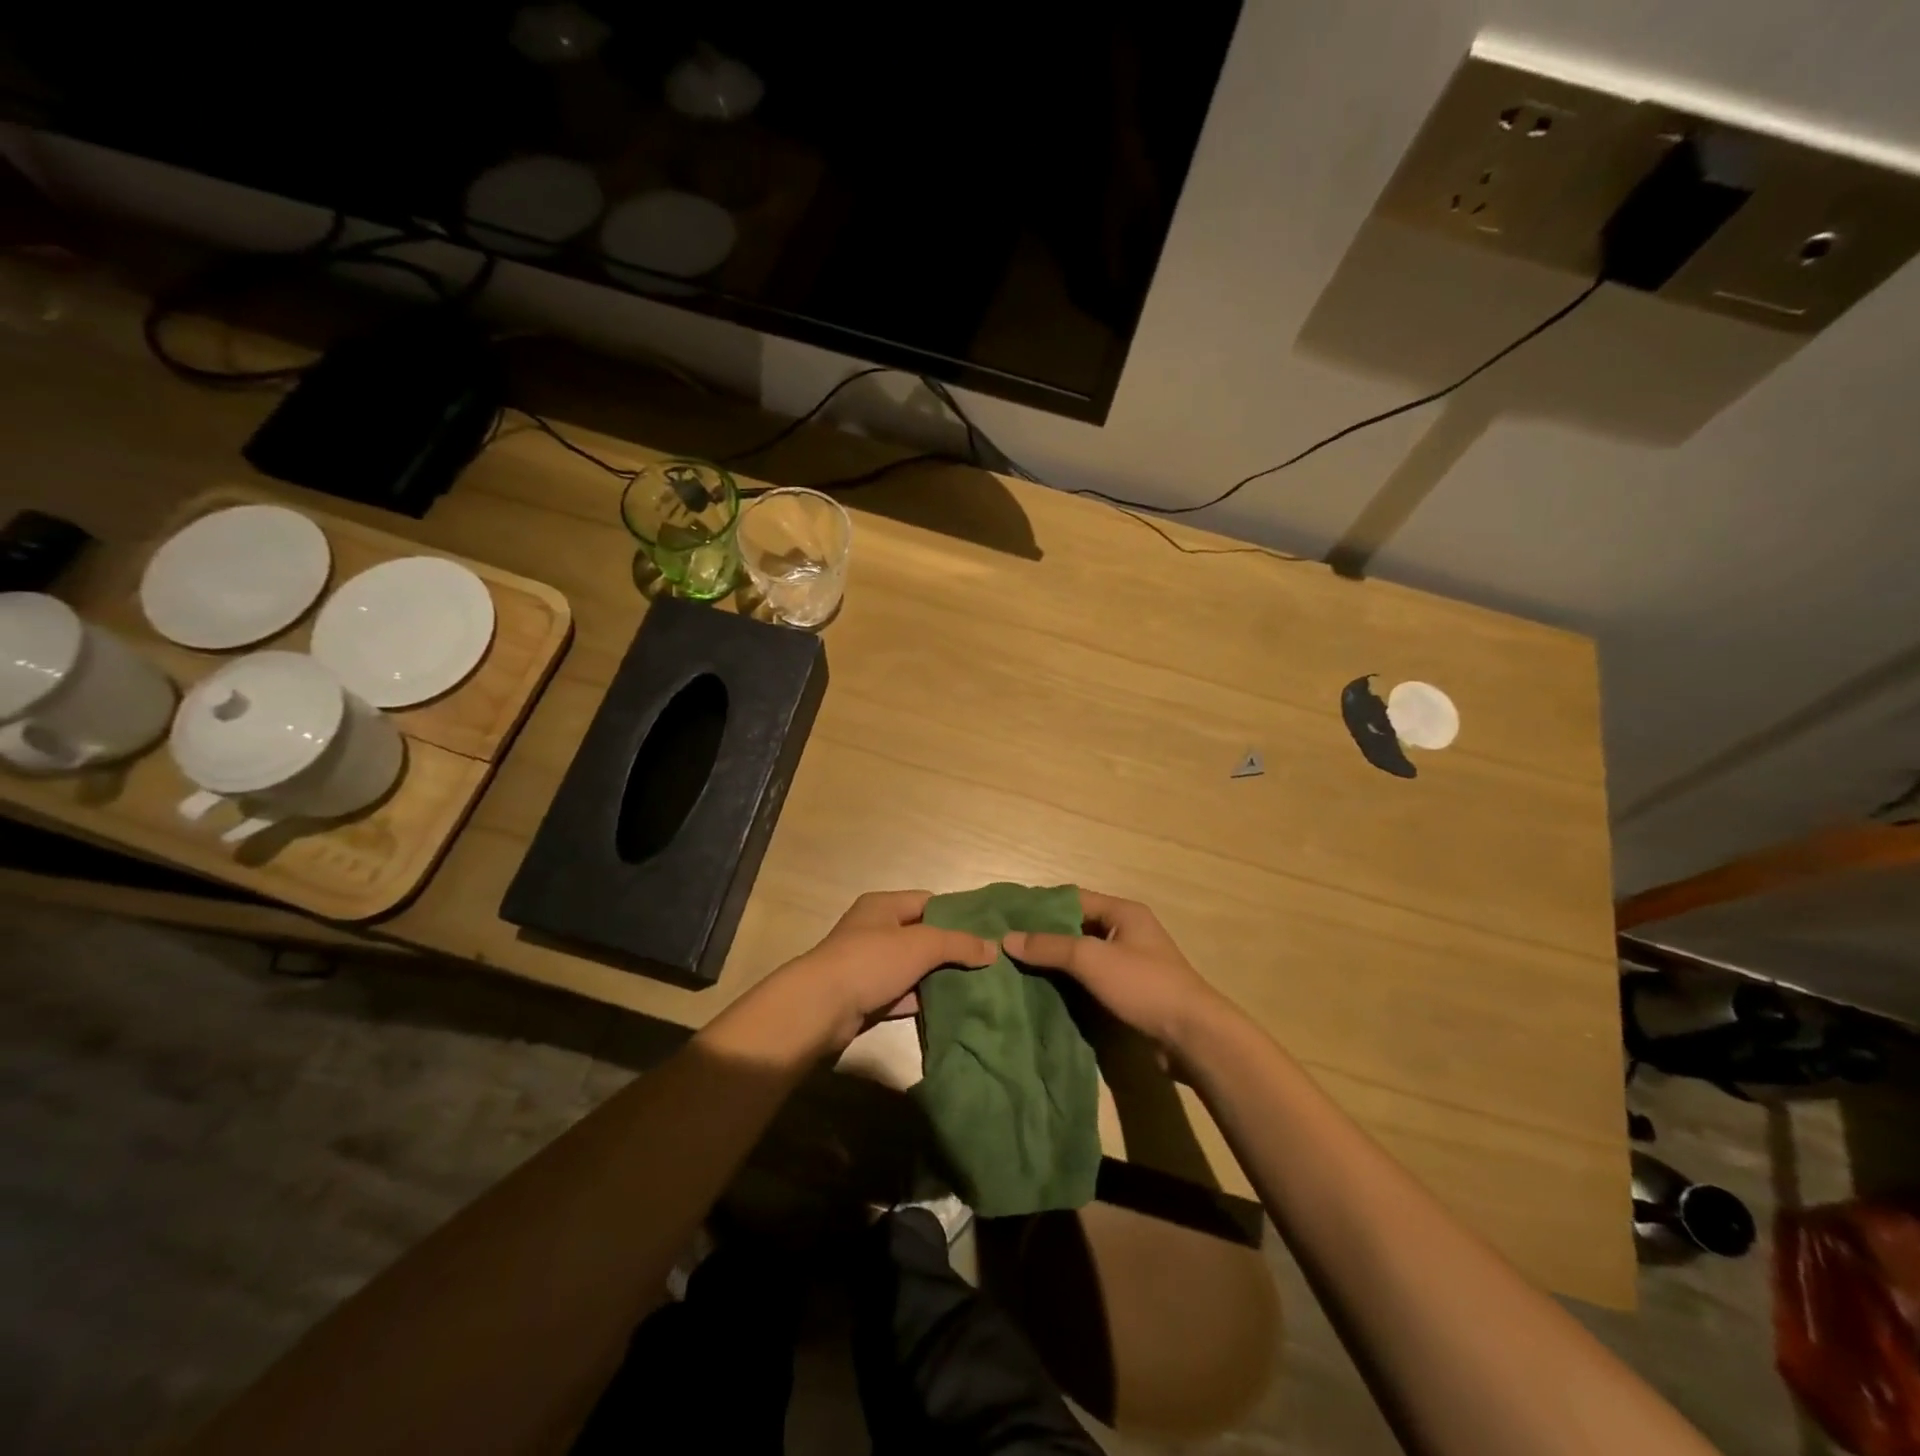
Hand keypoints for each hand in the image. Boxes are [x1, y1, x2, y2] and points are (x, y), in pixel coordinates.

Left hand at [772, 890, 997, 1051]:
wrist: (820, 1008)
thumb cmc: (871, 961)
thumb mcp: (922, 945)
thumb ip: (958, 944)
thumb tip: (993, 948)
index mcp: (883, 906)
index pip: (928, 902)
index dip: (957, 914)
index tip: (987, 930)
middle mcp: (874, 930)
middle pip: (921, 935)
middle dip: (951, 949)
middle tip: (988, 963)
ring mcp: (869, 965)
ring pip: (913, 967)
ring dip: (938, 977)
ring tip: (977, 985)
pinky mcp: (867, 996)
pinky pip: (902, 994)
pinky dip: (922, 1000)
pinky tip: (951, 1008)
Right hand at [1003, 890, 1231, 1052]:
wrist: (1192, 1036)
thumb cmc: (1143, 985)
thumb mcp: (1092, 959)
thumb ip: (1050, 947)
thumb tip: (1007, 939)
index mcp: (1123, 912)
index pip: (1072, 898)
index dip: (1040, 906)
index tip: (1007, 916)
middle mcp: (1127, 931)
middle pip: (1076, 927)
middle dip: (1044, 936)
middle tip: (1006, 944)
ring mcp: (1129, 963)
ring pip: (1083, 955)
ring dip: (1055, 962)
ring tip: (1016, 968)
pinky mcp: (1130, 992)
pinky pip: (1091, 979)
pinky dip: (1069, 983)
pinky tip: (1042, 992)